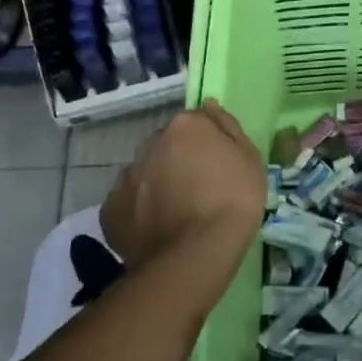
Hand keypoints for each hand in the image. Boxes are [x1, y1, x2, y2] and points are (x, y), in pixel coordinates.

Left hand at [100, 102, 264, 277]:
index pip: (196, 124)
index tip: (218, 168)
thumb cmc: (234, 202)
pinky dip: (140, 212)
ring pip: (145, 174)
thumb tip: (211, 106)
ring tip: (176, 216)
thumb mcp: (251, 160)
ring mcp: (126, 176)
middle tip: (198, 192)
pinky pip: (128, 204)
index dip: (208, 145)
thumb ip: (229, 128)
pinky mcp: (110, 209)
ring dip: (157, 185)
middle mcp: (150, 143)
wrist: (196, 254)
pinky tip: (157, 231)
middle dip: (178, 162)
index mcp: (186, 127)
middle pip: (166, 146)